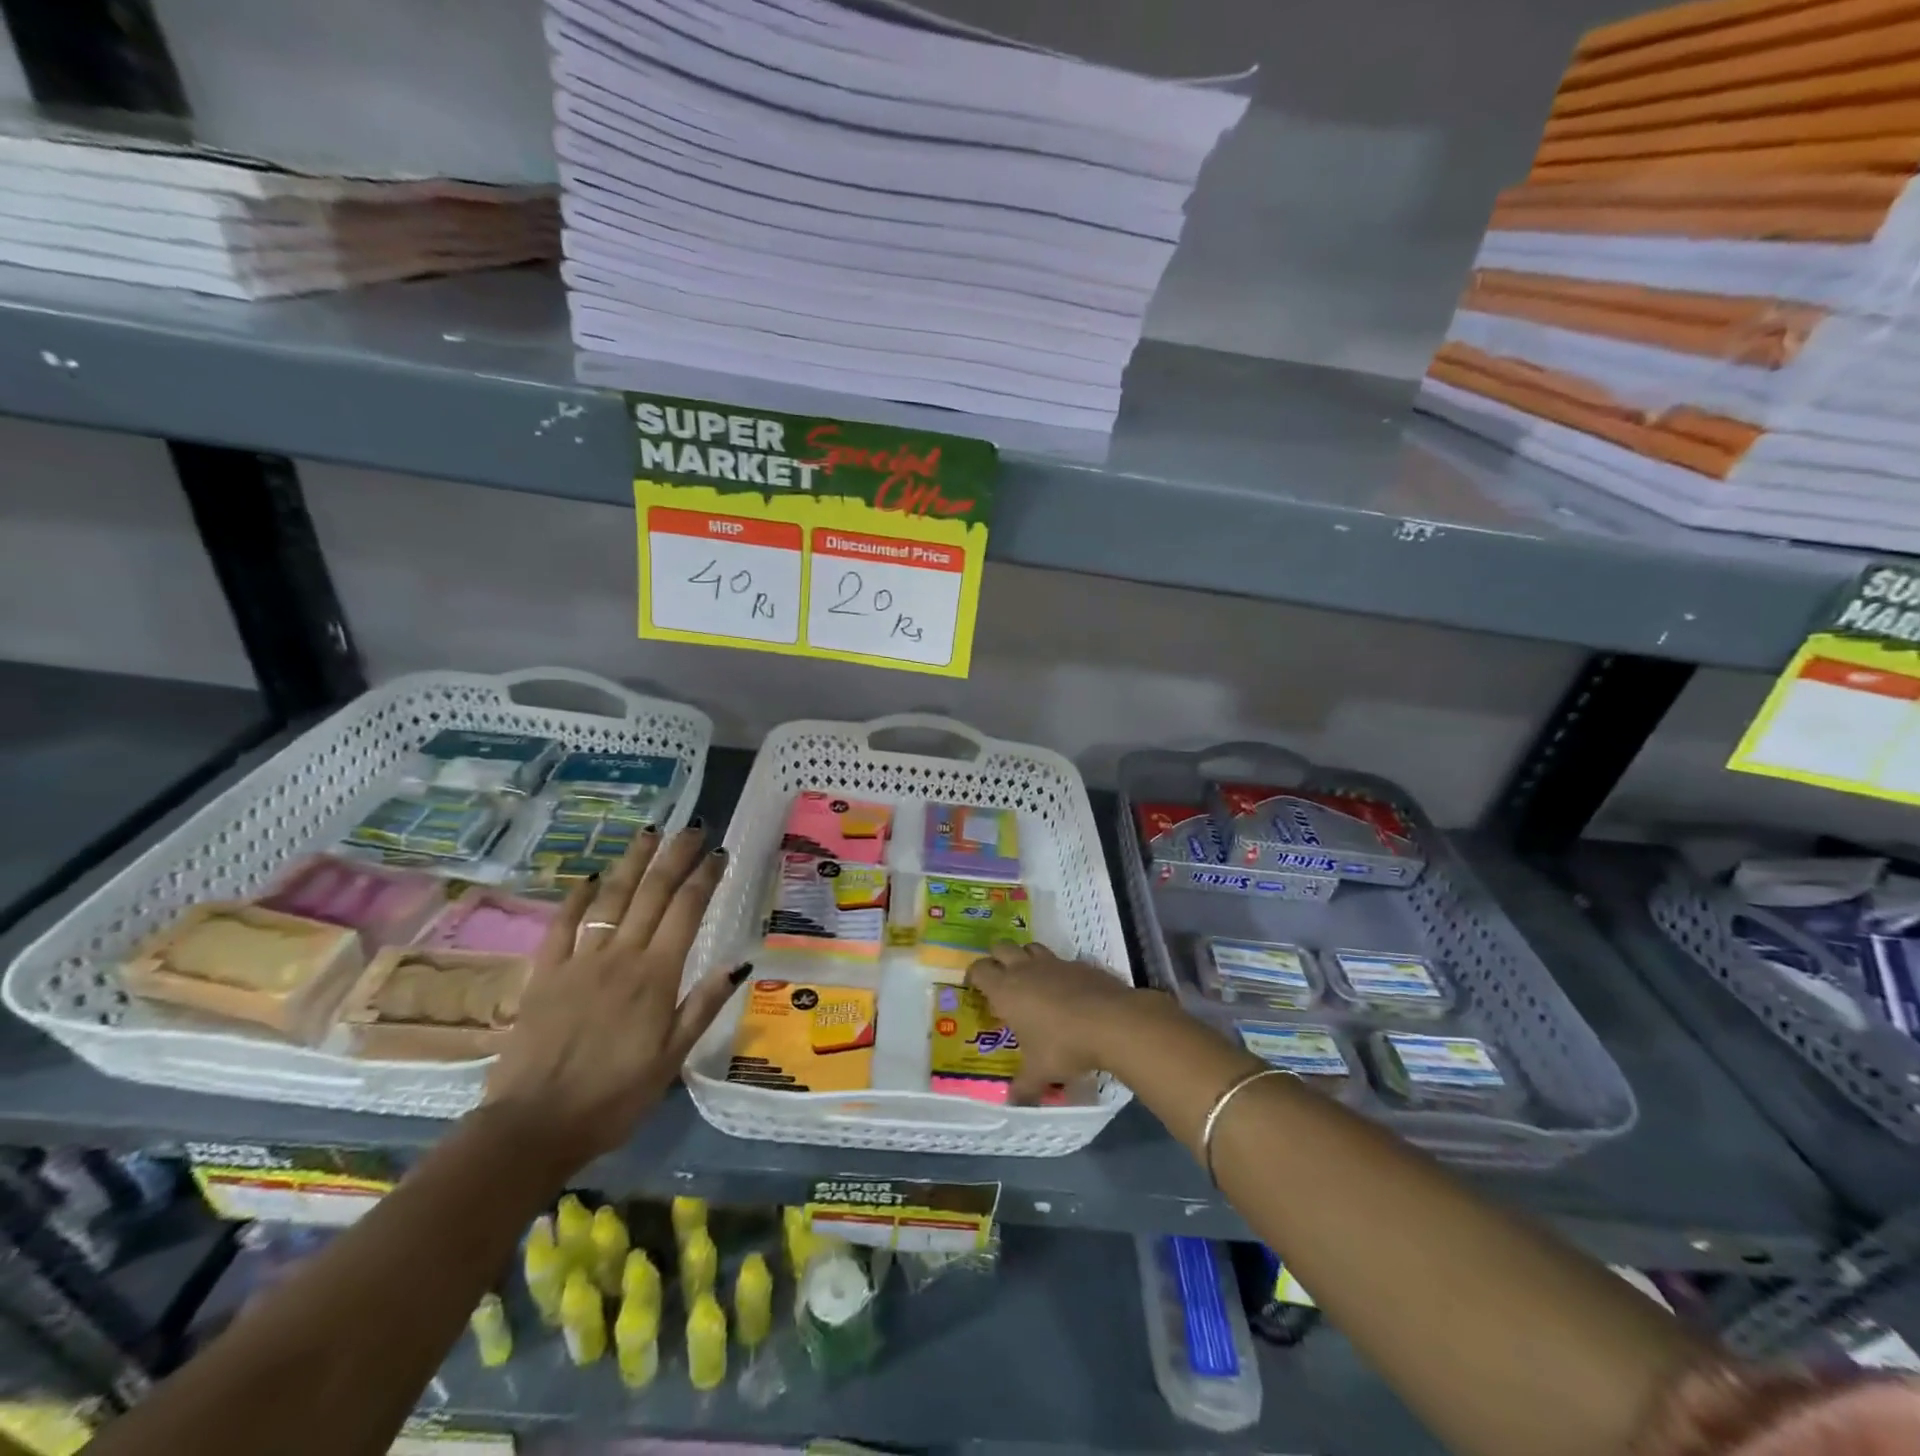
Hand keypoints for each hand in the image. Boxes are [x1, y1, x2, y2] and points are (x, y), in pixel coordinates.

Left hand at [485, 823, 744, 1167]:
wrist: (533, 1127)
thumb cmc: (614, 1097)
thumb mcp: (672, 1059)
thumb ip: (703, 1005)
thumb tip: (741, 962)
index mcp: (655, 976)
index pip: (686, 911)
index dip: (704, 878)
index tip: (719, 853)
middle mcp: (620, 956)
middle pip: (652, 893)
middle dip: (675, 856)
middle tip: (693, 828)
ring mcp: (579, 961)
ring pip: (611, 898)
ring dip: (632, 862)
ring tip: (650, 832)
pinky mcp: (544, 974)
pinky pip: (563, 925)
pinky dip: (577, 897)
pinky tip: (591, 877)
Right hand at [964, 942, 1157, 1102]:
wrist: (1112, 1022)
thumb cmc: (1064, 1046)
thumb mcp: (1040, 1072)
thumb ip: (1023, 1086)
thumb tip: (1012, 1102)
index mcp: (1006, 990)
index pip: (980, 969)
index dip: (974, 974)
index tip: (974, 986)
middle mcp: (1026, 970)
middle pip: (1002, 947)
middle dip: (997, 958)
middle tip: (1000, 979)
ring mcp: (1054, 963)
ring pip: (1031, 947)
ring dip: (1026, 957)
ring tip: (1030, 979)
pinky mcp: (1080, 964)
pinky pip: (1061, 961)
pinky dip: (1057, 970)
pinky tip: (1066, 990)